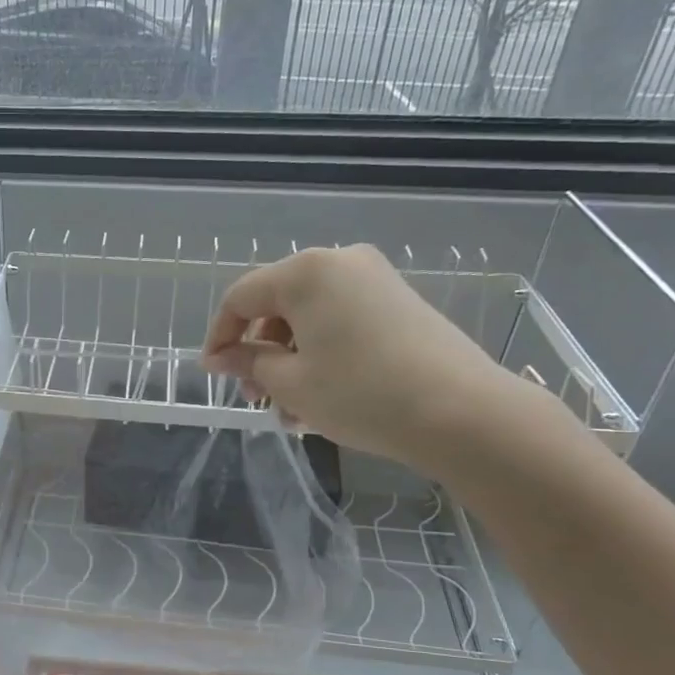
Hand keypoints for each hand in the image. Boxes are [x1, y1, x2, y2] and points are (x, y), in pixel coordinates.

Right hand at [200, 244, 519, 467]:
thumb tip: (222, 357)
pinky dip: (321, 354)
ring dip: (290, 361)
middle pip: (277, 305)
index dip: (219, 336)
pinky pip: (340, 322)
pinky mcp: (398, 302)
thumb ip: (249, 363)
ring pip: (309, 318)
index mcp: (305, 272)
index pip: (241, 297)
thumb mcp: (291, 383)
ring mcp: (374, 280)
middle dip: (259, 353)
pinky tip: (322, 397)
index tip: (214, 375)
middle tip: (257, 398)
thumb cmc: (359, 393)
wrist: (460, 412)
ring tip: (291, 410)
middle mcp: (339, 262)